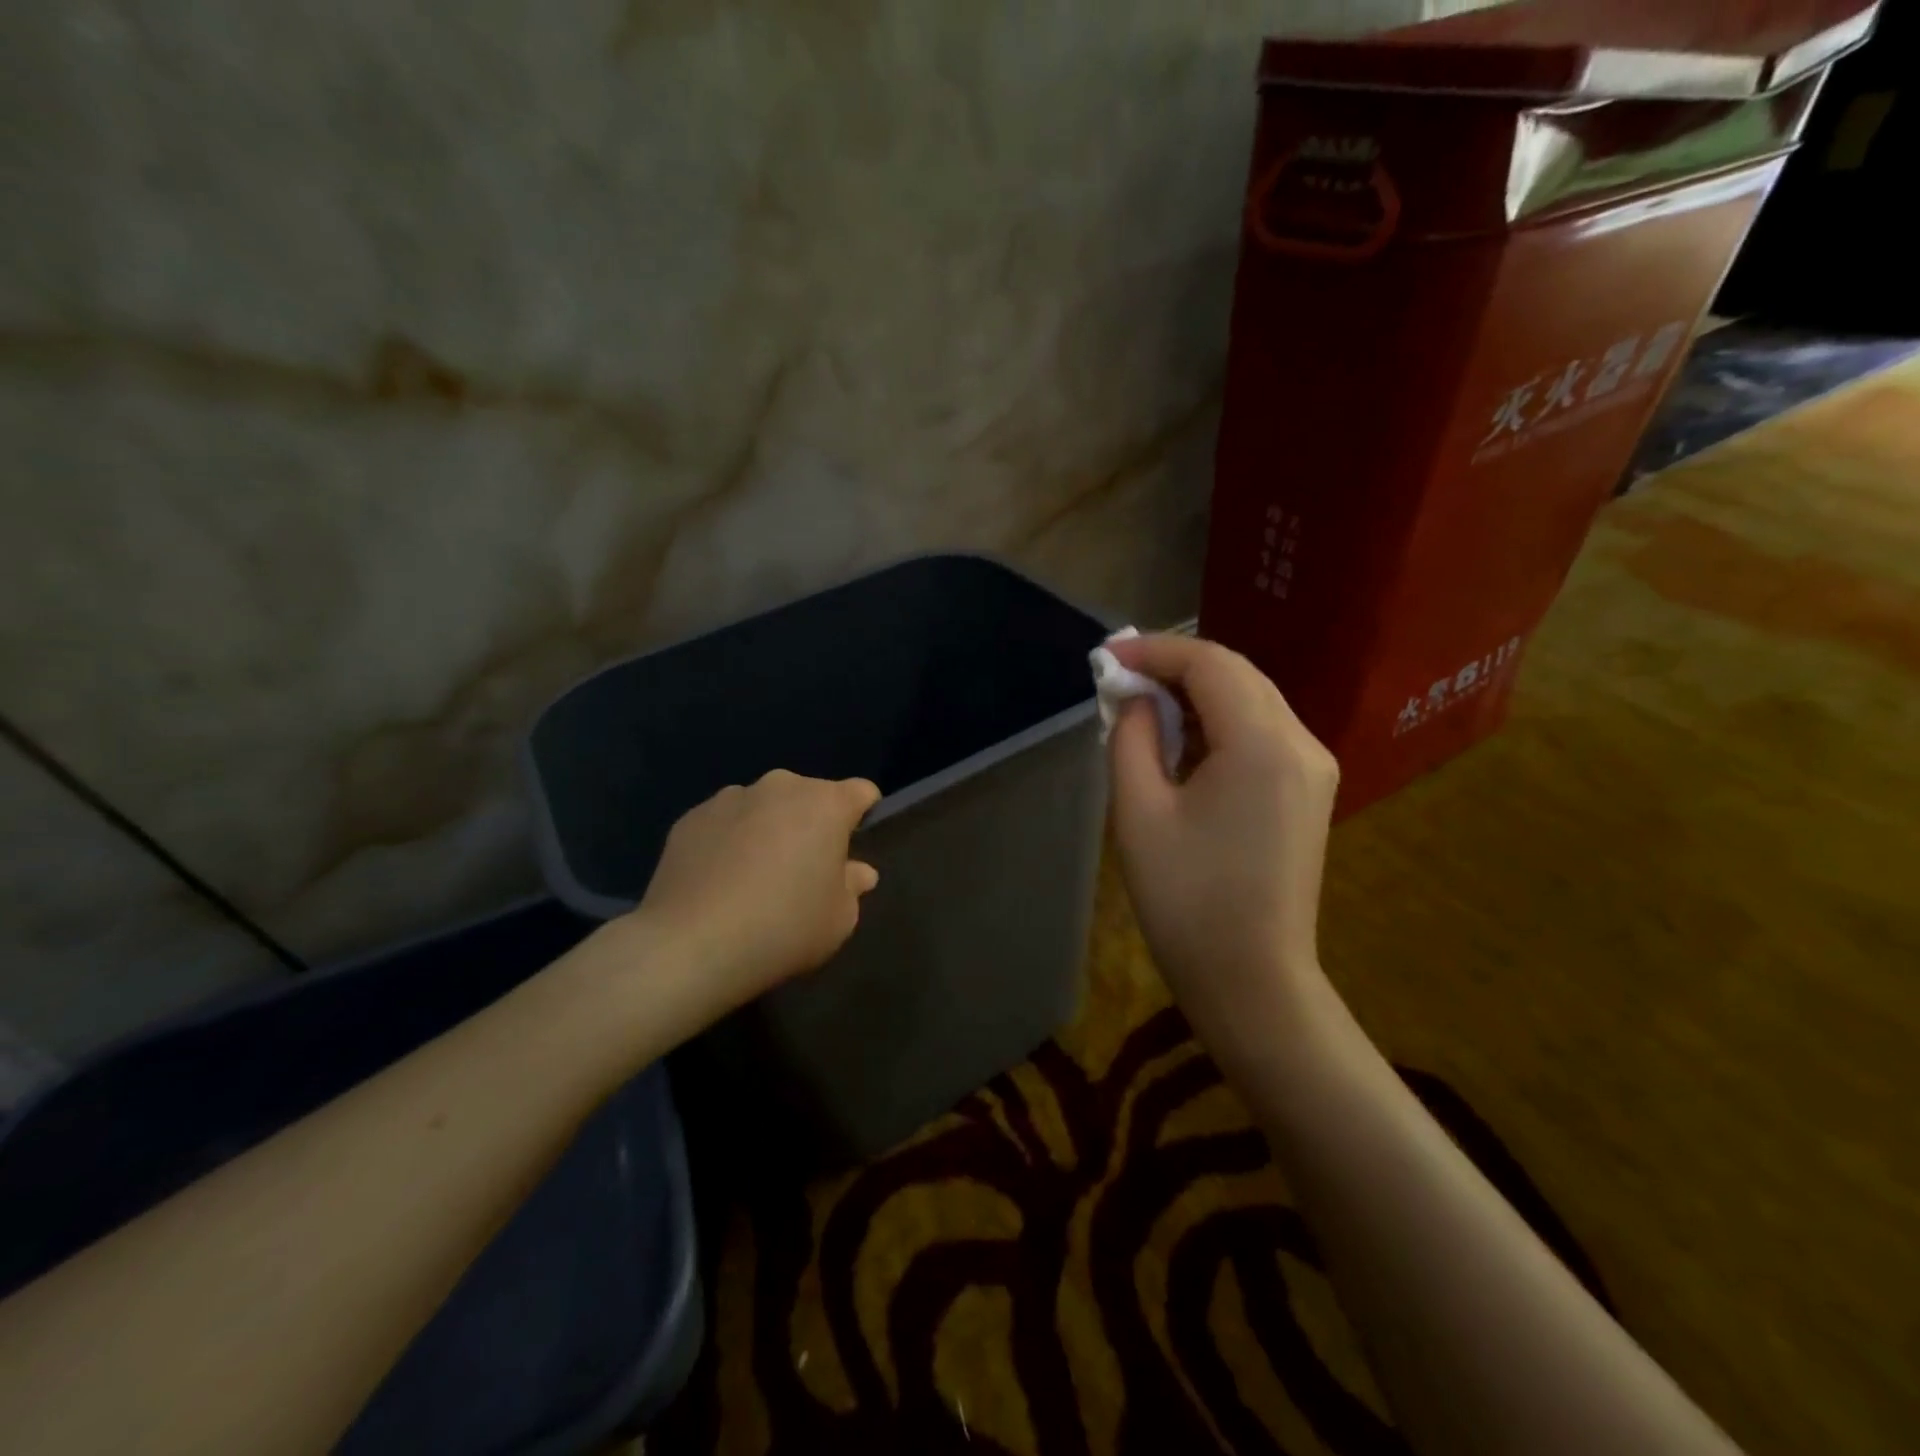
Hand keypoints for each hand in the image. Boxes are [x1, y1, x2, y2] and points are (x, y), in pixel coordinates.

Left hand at [621, 770, 881, 1028]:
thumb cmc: (784, 928)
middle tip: (804, 869)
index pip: (861, 792)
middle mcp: (780, 787)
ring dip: (769, 828)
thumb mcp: (839, 919)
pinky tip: (719, 881)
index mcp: (826, 803)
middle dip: (813, 823)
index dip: (863, 815)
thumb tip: (858, 871)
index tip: (853, 847)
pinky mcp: (691, 817)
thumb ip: (853, 886)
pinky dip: (730, 841)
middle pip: (810, 796)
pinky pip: (725, 822)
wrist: (691, 945)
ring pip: (764, 806)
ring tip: (755, 876)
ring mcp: (731, 798)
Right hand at [1105, 634, 1338, 1058]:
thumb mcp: (1139, 812)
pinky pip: (1262, 732)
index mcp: (1262, 744)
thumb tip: (1135, 700)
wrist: (1252, 980)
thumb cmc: (1186, 900)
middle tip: (1120, 679)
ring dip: (1197, 694)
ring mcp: (1314, 767)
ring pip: (1252, 700)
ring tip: (1143, 709)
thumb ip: (1132, 738)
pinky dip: (1219, 723)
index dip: (1155, 652)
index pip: (1210, 664)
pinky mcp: (1310, 791)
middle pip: (1237, 674)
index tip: (1107, 658)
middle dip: (1176, 667)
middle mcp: (1302, 742)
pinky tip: (1182, 742)